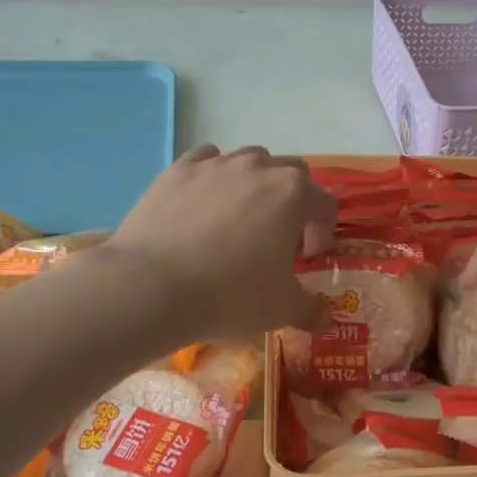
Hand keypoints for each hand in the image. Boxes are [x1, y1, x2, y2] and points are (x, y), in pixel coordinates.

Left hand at [96, 145, 337, 343]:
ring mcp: (216, 164)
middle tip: (277, 238)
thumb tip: (325, 316)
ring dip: (255, 185)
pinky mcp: (178, 169)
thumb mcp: (281, 310)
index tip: (305, 259)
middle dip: (294, 203)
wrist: (151, 287)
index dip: (322, 233)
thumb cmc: (230, 295)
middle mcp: (259, 167)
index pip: (325, 205)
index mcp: (294, 194)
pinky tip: (203, 203)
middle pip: (292, 173)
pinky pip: (207, 160)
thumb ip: (311, 309)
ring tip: (239, 219)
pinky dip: (214, 176)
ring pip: (250, 161)